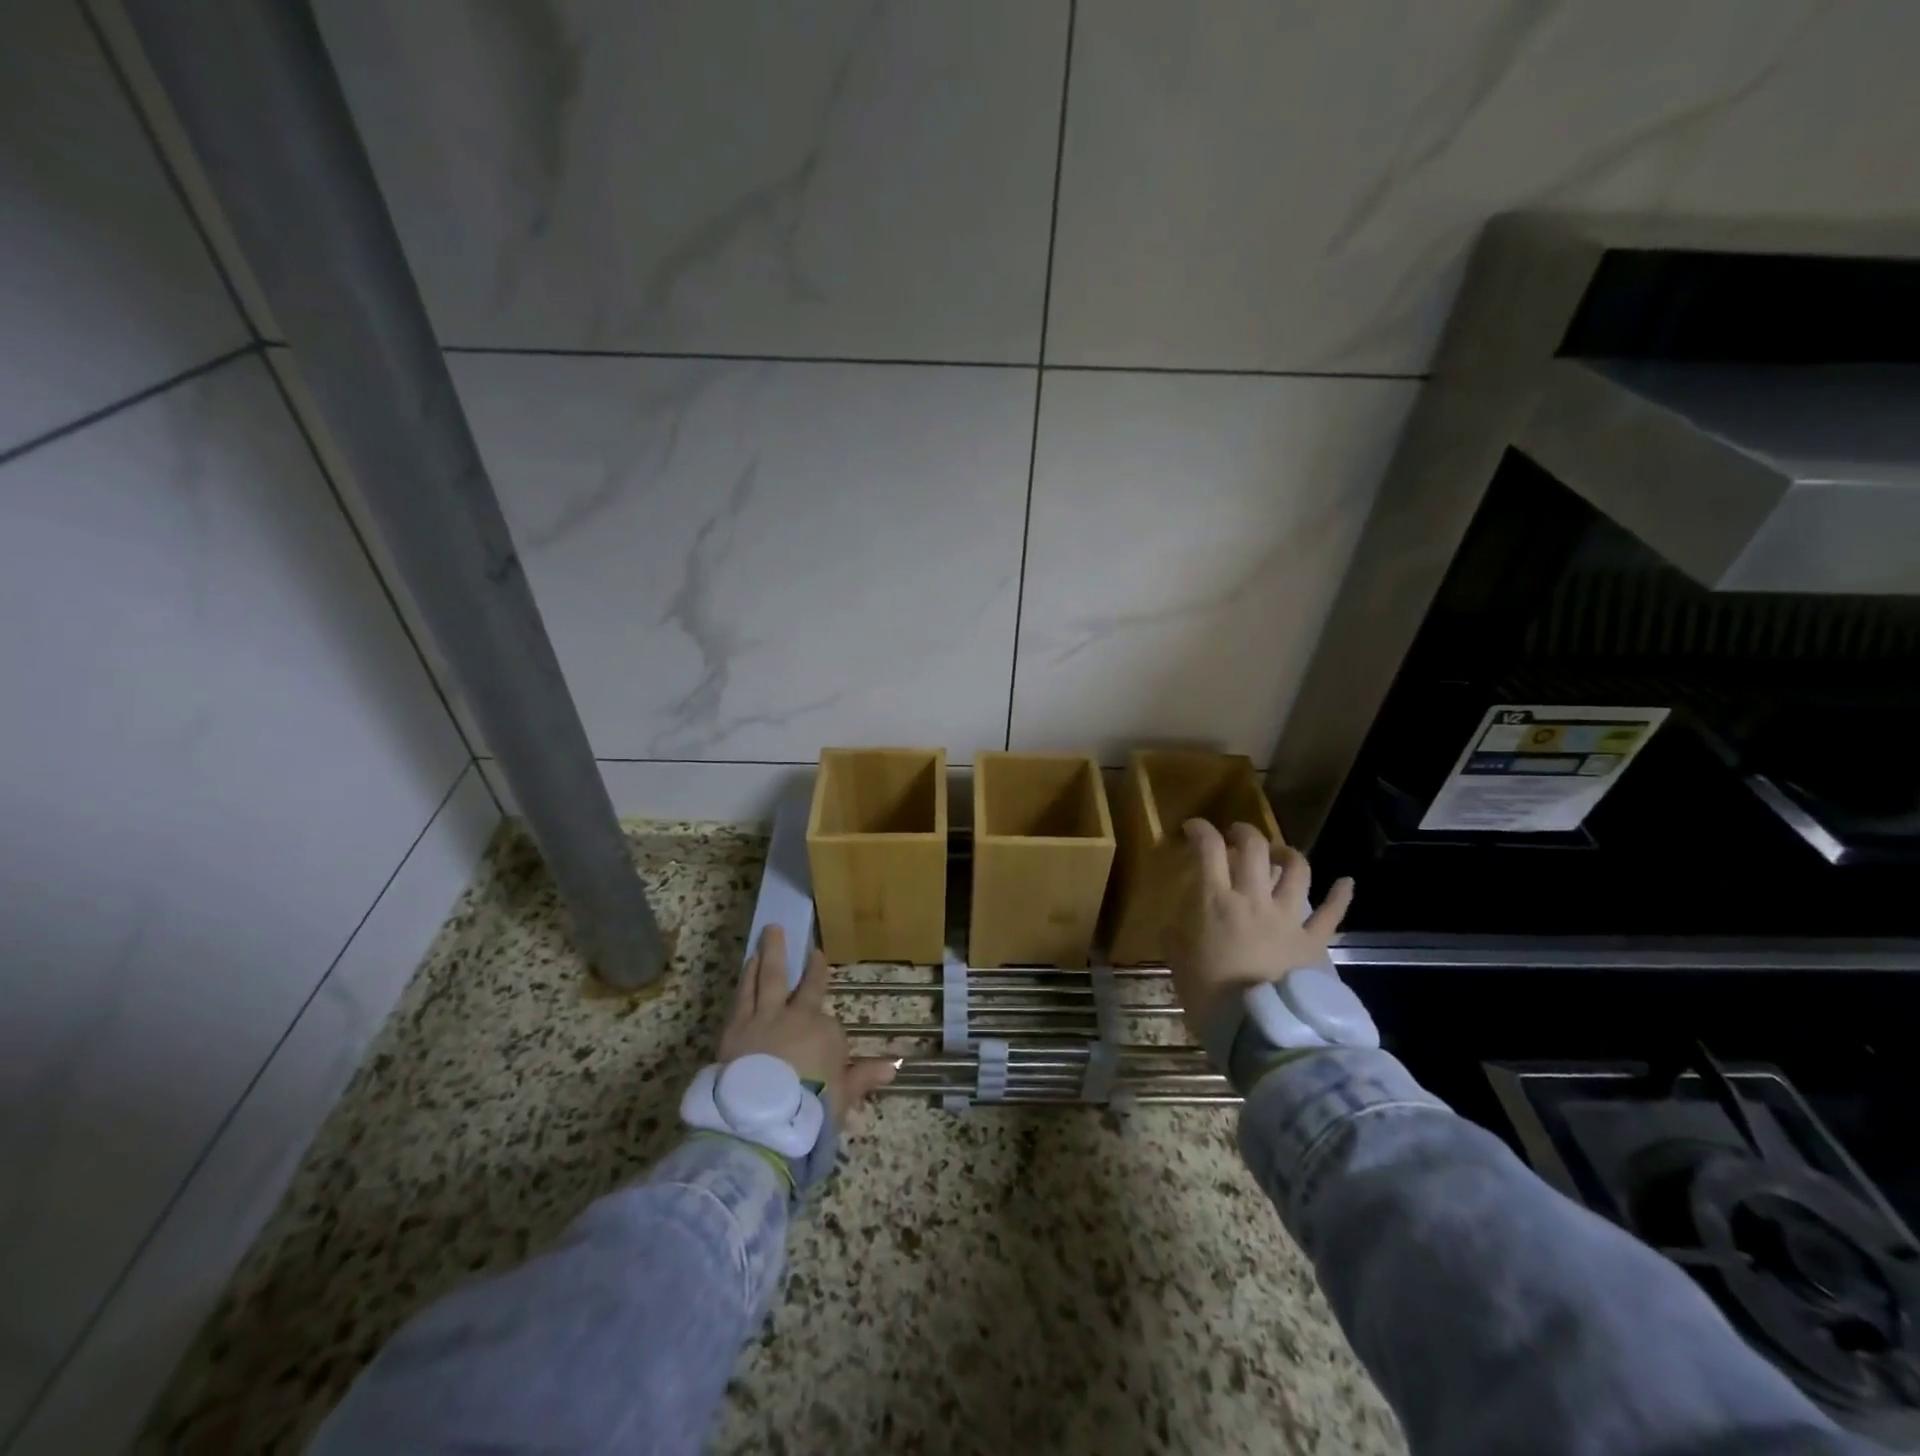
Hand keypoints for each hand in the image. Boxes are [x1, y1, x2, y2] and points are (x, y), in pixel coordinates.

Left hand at [719, 925, 897, 1128]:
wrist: (761, 1117)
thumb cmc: (809, 1107)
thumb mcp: (843, 1095)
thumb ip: (865, 1075)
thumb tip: (895, 1065)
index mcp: (825, 1032)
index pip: (830, 1024)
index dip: (828, 1028)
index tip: (827, 1027)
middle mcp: (797, 1015)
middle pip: (805, 986)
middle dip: (809, 966)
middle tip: (809, 947)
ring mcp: (764, 1017)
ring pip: (769, 978)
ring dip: (771, 954)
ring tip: (770, 934)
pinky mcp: (736, 1025)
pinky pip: (744, 993)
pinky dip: (747, 976)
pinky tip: (748, 963)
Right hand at [1168, 820, 1354, 1040]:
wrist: (1260, 1032)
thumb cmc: (1211, 997)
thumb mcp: (1179, 962)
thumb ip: (1176, 935)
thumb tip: (1177, 923)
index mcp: (1216, 902)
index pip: (1208, 849)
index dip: (1200, 830)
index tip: (1193, 828)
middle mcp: (1254, 899)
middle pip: (1254, 848)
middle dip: (1244, 832)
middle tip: (1236, 835)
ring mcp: (1288, 918)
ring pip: (1296, 870)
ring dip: (1287, 853)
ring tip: (1279, 853)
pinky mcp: (1313, 941)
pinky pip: (1332, 913)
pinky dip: (1341, 895)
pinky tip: (1346, 882)